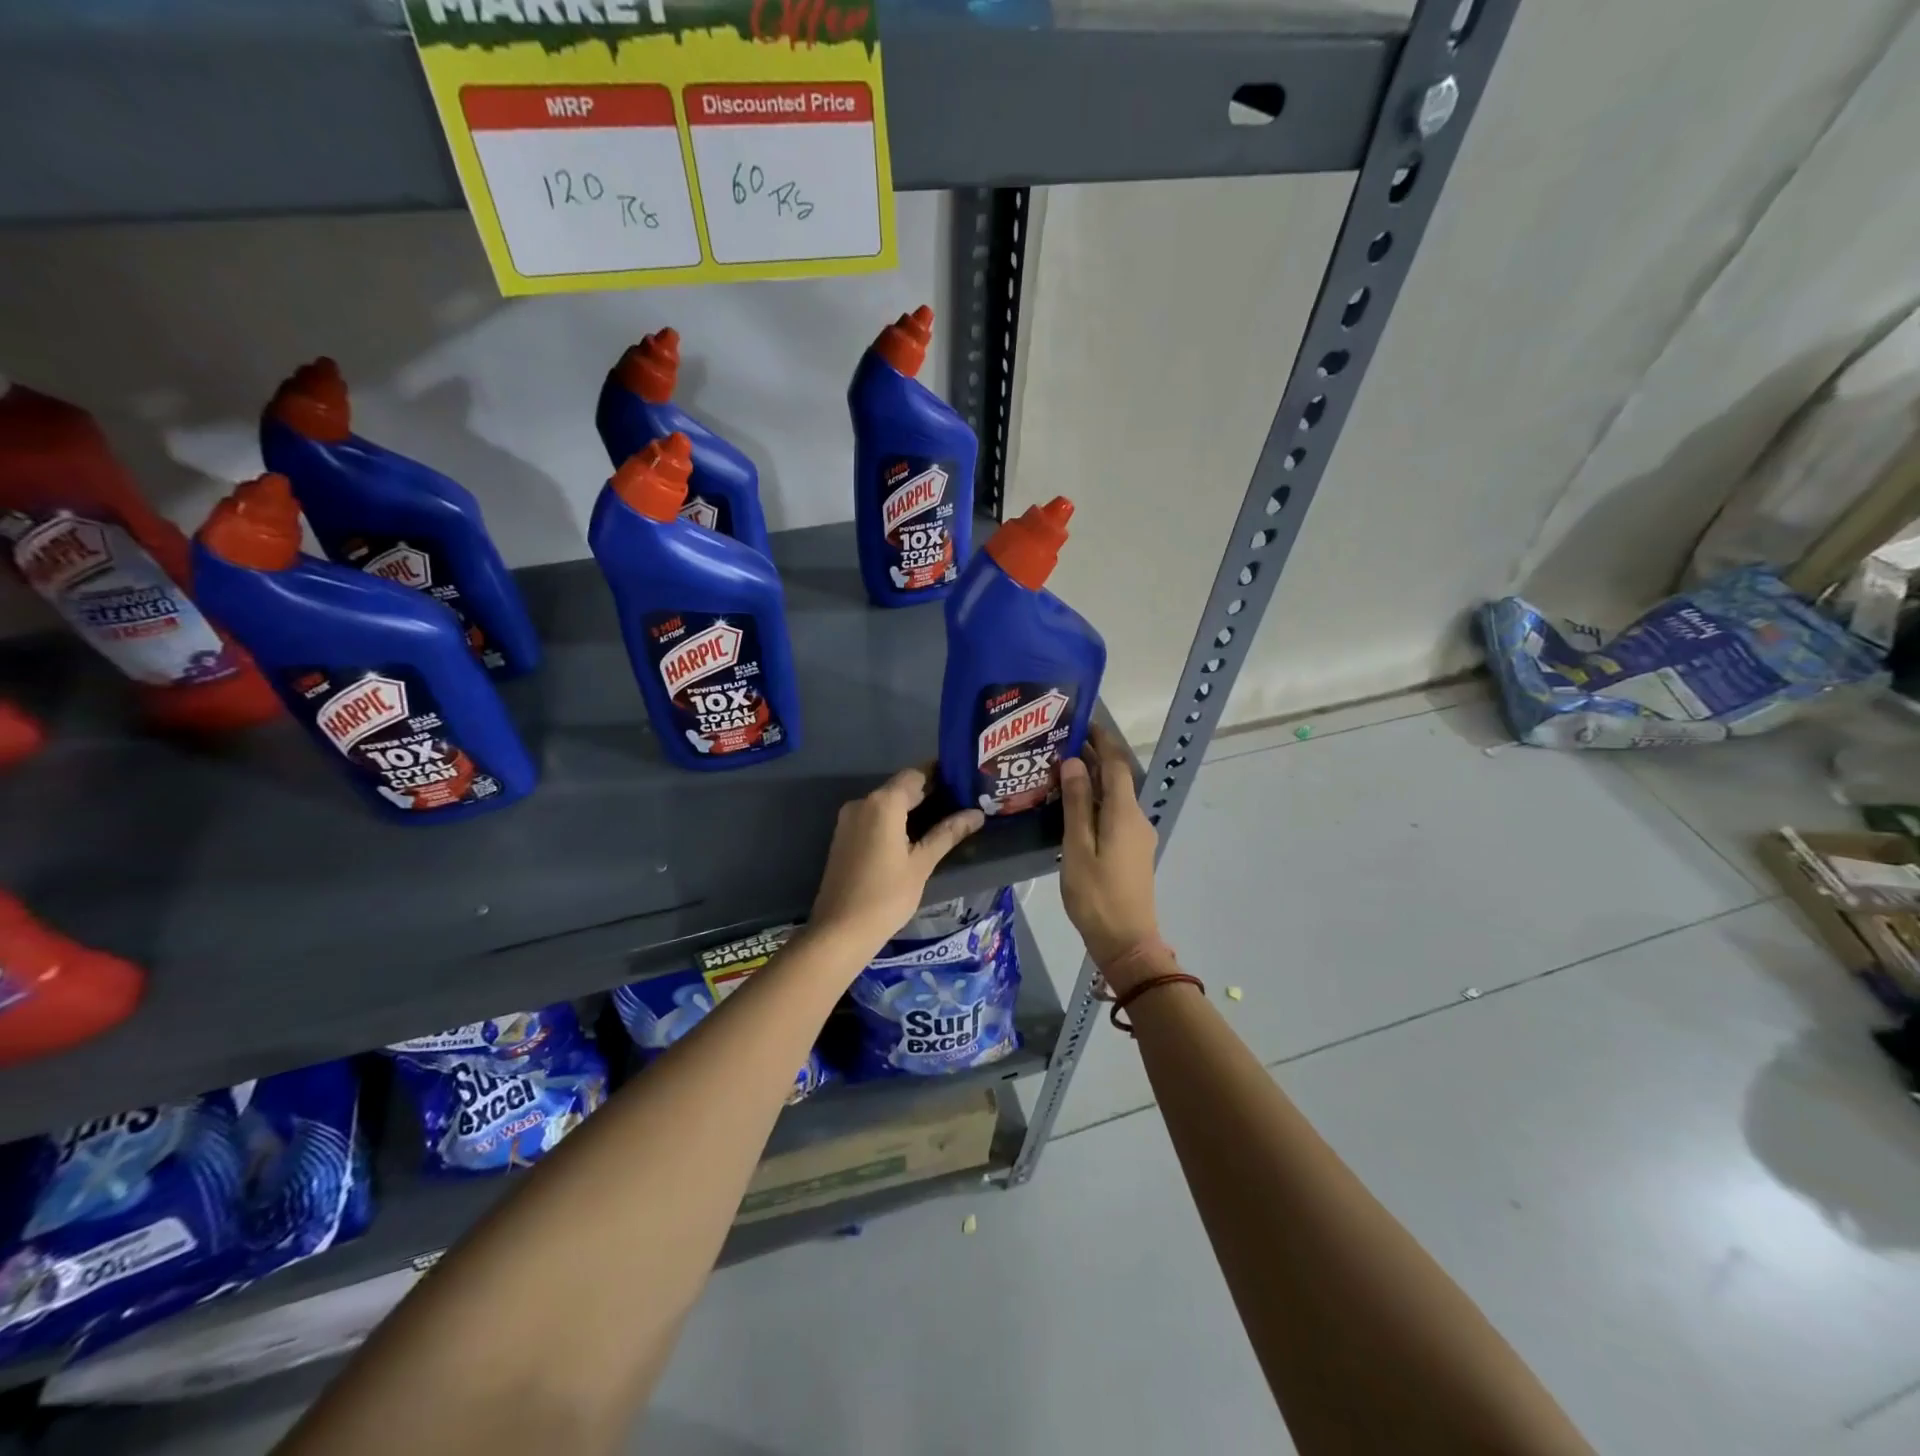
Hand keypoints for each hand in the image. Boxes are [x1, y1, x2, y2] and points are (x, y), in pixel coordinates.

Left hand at [807, 766, 984, 963]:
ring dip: (911, 808)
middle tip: (961, 804)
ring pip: (886, 803)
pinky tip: (914, 837)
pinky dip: (894, 821)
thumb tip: (976, 814)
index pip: (916, 774)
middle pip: (900, 787)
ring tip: (944, 821)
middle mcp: (862, 802)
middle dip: (929, 793)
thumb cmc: (886, 896)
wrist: (839, 931)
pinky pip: (874, 818)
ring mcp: (849, 820)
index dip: (940, 775)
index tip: (964, 782)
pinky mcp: (844, 837)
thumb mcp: (922, 864)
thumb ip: (948, 833)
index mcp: (883, 803)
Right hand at [1059, 726, 1160, 980]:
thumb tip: (1073, 762)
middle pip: (1117, 777)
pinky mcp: (1133, 850)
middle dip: (1094, 757)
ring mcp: (1138, 835)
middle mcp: (1136, 818)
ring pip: (1115, 796)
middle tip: (1062, 744)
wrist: (1126, 941)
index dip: (1101, 740)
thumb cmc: (1096, 895)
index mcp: (1123, 813)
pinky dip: (1096, 801)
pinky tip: (1074, 806)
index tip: (1081, 722)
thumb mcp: (1077, 848)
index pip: (1116, 764)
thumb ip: (1075, 804)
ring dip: (1093, 780)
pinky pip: (1115, 813)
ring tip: (1062, 770)